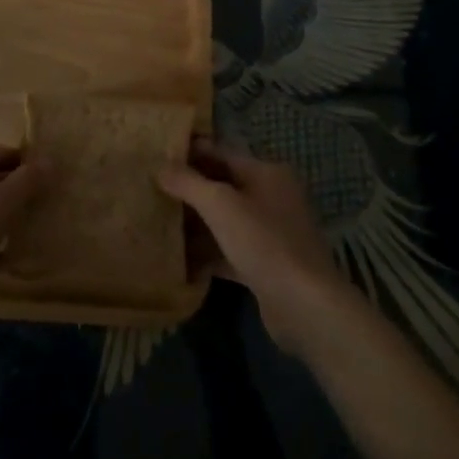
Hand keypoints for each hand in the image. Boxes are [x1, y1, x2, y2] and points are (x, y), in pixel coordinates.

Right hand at [157, 138, 357, 358]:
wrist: (305, 305)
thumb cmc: (264, 242)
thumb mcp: (221, 205)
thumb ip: (189, 183)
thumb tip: (161, 166)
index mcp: (267, 173)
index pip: (223, 153)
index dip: (191, 152)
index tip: (159, 154)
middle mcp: (272, 197)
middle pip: (224, 186)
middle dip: (191, 188)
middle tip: (153, 187)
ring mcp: (270, 233)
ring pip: (226, 220)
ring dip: (196, 222)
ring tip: (159, 220)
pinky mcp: (265, 265)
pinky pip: (229, 250)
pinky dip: (208, 253)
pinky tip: (179, 259)